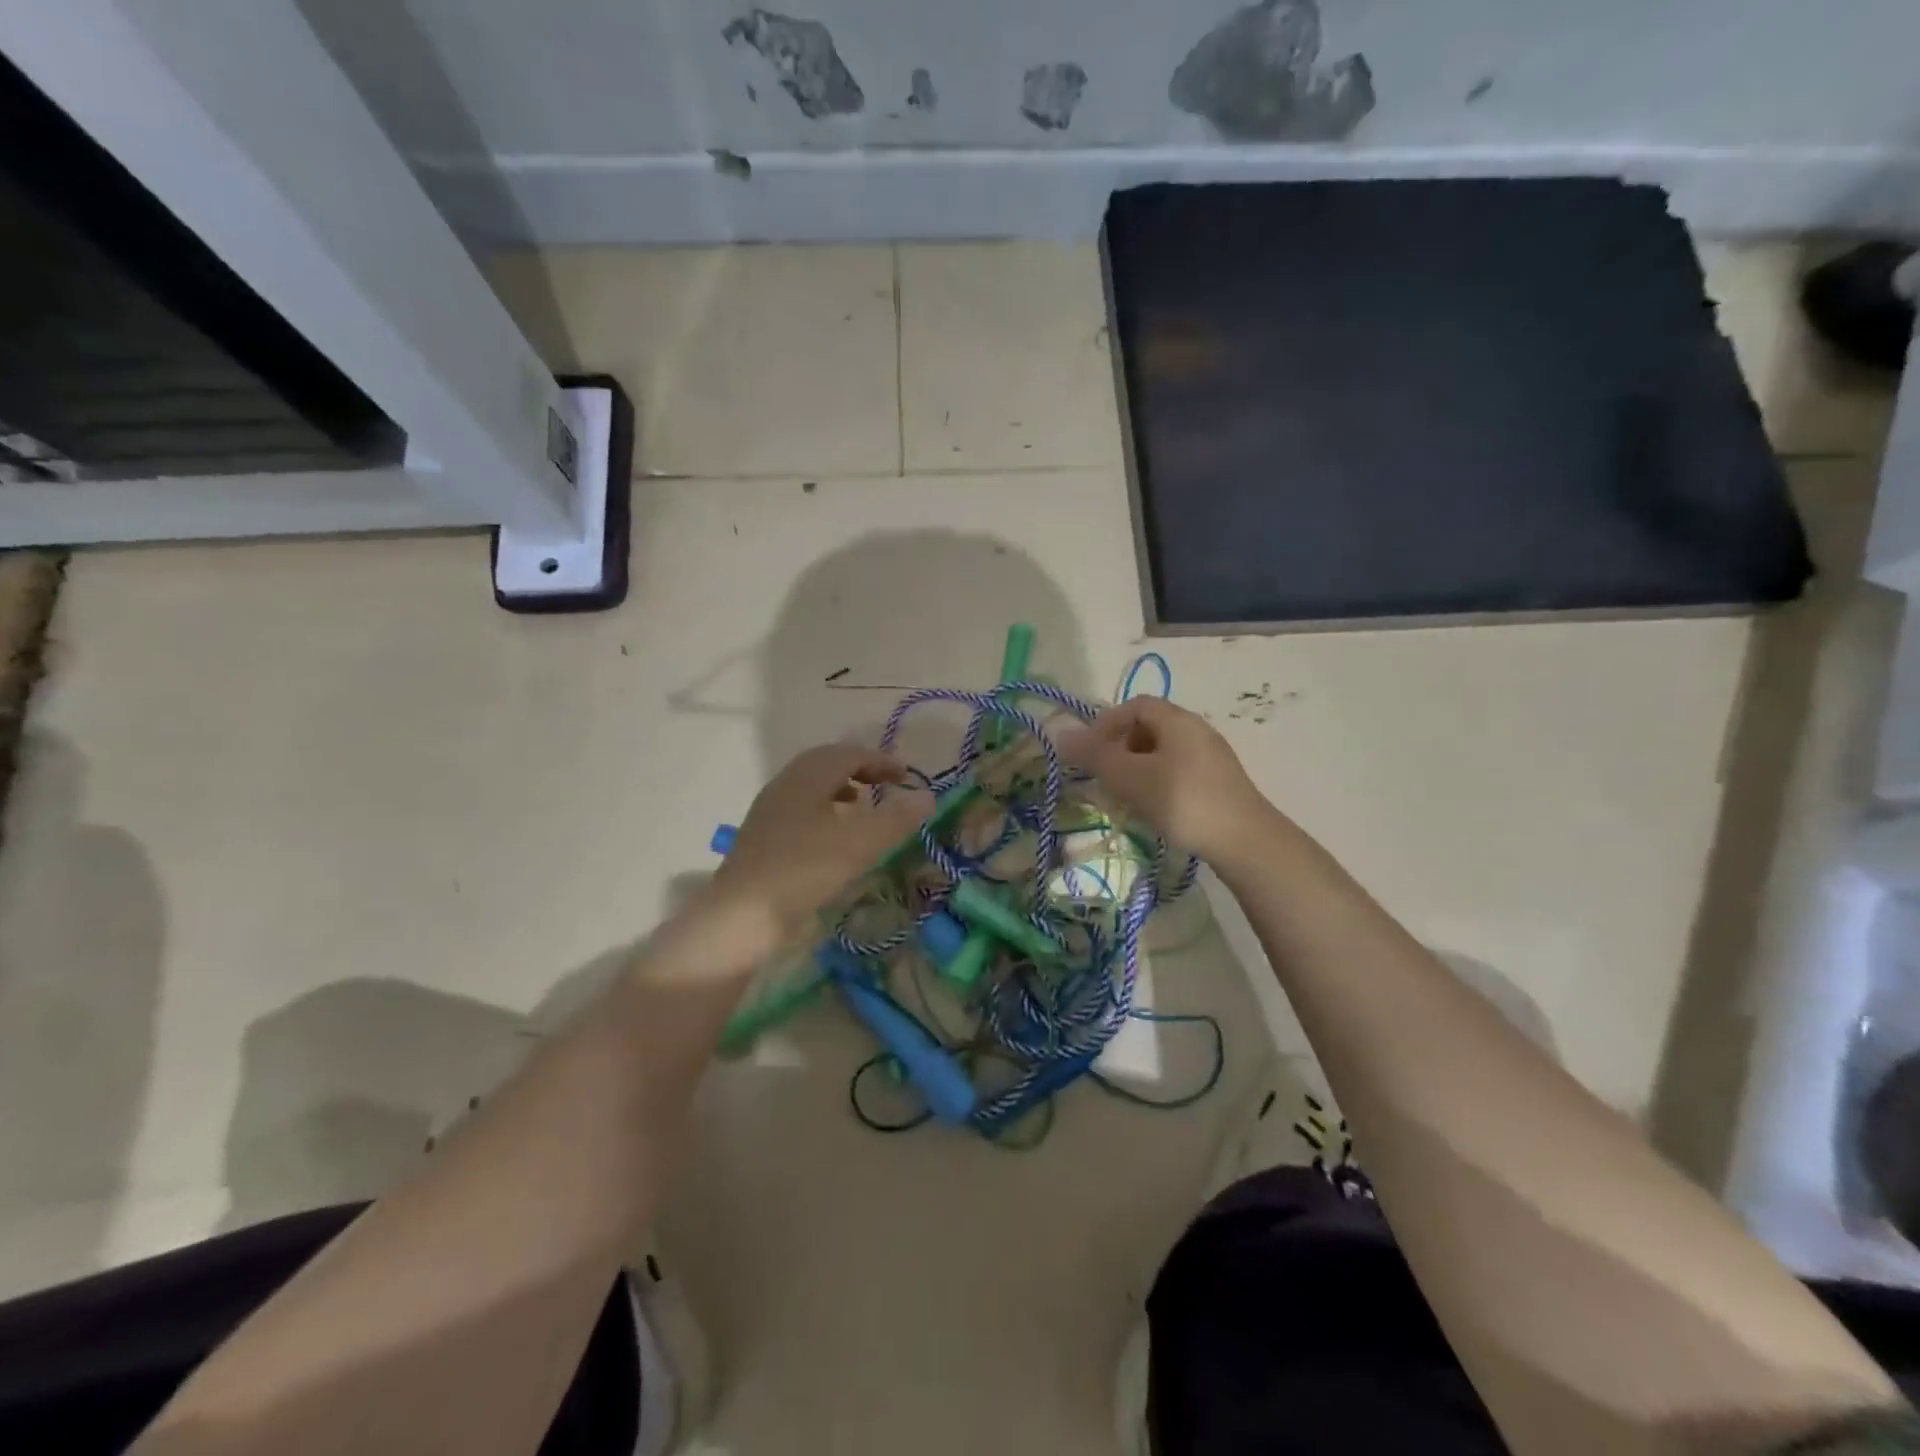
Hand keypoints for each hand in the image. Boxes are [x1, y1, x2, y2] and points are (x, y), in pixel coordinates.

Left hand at [705, 744, 933, 956]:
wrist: (739, 917)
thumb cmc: (802, 872)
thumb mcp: (857, 845)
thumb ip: (895, 818)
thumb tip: (927, 795)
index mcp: (807, 776)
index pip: (850, 753)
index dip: (882, 760)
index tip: (908, 775)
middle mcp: (785, 784)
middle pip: (826, 762)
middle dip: (860, 767)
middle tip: (887, 783)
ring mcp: (770, 809)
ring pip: (811, 784)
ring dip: (841, 786)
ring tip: (863, 804)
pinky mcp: (763, 835)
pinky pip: (800, 806)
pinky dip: (825, 808)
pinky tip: (834, 835)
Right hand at [1059, 697, 1265, 860]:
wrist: (1245, 842)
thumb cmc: (1182, 801)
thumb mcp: (1131, 777)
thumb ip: (1095, 755)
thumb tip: (1060, 734)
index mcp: (1177, 720)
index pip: (1134, 705)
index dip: (1106, 723)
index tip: (1090, 752)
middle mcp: (1196, 730)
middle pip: (1148, 727)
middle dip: (1120, 748)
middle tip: (1105, 777)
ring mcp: (1211, 757)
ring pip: (1162, 753)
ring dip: (1137, 769)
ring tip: (1125, 798)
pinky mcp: (1219, 783)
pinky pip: (1178, 772)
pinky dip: (1157, 783)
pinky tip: (1153, 810)